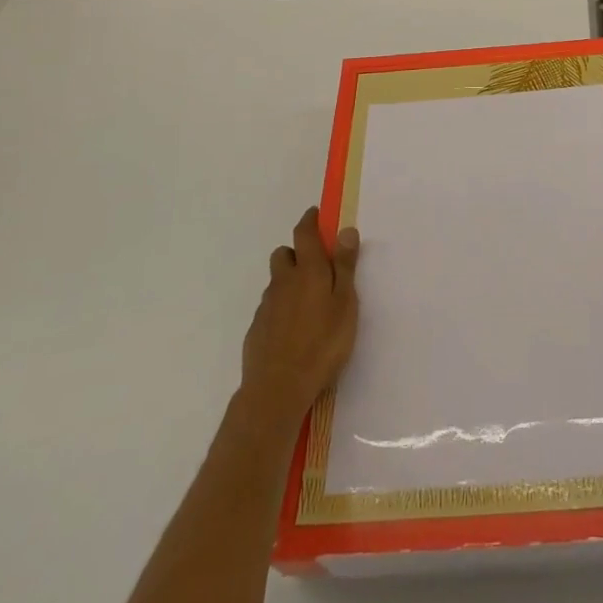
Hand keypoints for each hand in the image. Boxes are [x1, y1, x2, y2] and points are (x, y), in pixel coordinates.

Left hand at [240, 208, 359, 426]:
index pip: (304, 233)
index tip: (316, 214)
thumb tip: (345, 230)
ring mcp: (267, 305)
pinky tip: (293, 328)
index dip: (310, 220)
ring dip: (289, 281)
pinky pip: (270, 306)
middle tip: (316, 267)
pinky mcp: (257, 328)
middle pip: (284, 253)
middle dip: (297, 252)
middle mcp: (283, 281)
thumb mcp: (345, 304)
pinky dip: (281, 307)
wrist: (277, 388)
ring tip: (308, 302)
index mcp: (308, 271)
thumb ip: (345, 266)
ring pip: (276, 281)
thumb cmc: (322, 343)